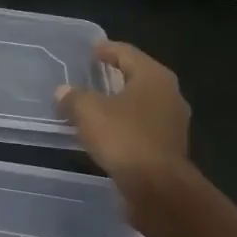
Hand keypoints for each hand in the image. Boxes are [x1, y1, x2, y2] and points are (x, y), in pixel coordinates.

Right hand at [57, 41, 190, 185]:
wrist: (157, 187)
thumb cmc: (124, 138)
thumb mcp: (89, 113)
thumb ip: (74, 98)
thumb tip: (63, 92)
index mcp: (154, 77)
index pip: (127, 53)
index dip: (107, 49)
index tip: (92, 49)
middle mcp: (169, 94)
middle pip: (138, 76)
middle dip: (116, 75)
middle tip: (93, 74)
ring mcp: (173, 122)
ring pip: (141, 103)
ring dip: (120, 102)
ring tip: (97, 104)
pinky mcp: (169, 146)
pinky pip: (142, 126)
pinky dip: (125, 124)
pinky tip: (108, 131)